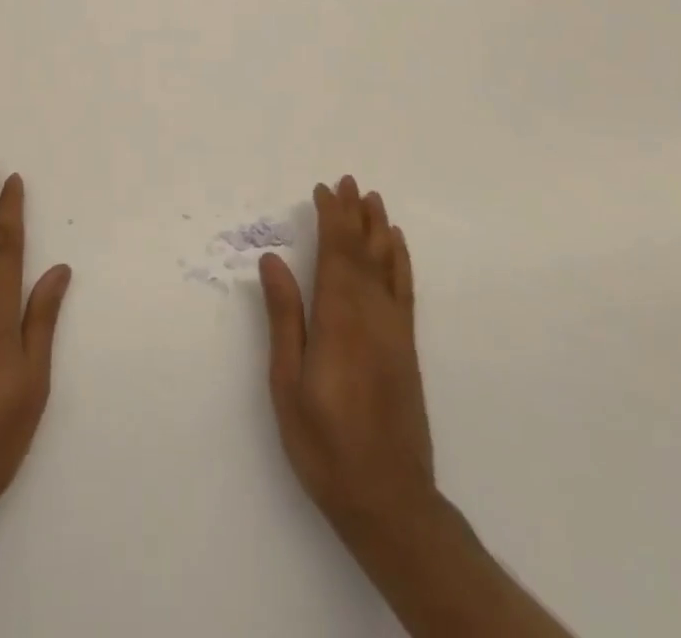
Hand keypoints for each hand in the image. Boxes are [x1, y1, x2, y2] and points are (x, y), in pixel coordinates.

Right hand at [259, 175, 432, 536]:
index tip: (322, 190)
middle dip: (352, 214)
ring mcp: (394, 330)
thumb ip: (285, 317)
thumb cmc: (324, 444)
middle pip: (362, 251)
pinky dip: (400, 261)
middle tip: (346, 181)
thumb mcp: (288, 384)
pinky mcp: (406, 347)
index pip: (336, 253)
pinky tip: (396, 245)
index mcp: (339, 319)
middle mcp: (371, 315)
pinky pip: (404, 289)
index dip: (330, 218)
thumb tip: (273, 261)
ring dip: (377, 228)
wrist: (389, 500)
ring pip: (387, 264)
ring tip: (371, 198)